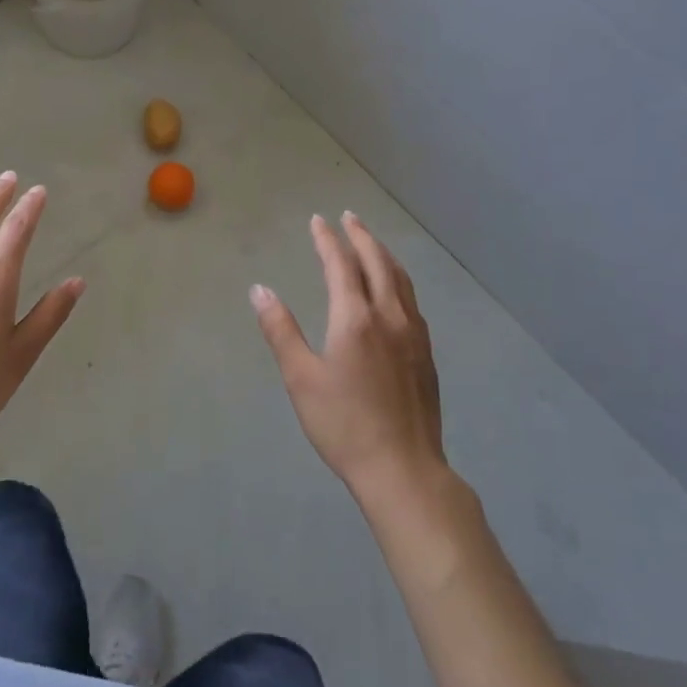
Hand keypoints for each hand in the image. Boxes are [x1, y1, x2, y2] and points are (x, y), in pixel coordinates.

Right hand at [251, 212, 449, 501]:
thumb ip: (280, 330)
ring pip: (400, 279)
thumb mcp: (301, 378)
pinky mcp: (426, 353)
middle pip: (377, 263)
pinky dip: (399, 279)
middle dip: (361, 236)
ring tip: (372, 242)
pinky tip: (395, 289)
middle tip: (348, 217)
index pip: (340, 265)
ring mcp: (413, 334)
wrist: (403, 468)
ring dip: (383, 254)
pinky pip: (412, 299)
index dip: (327, 240)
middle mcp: (389, 316)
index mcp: (355, 318)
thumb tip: (260, 290)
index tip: (318, 220)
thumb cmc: (343, 424)